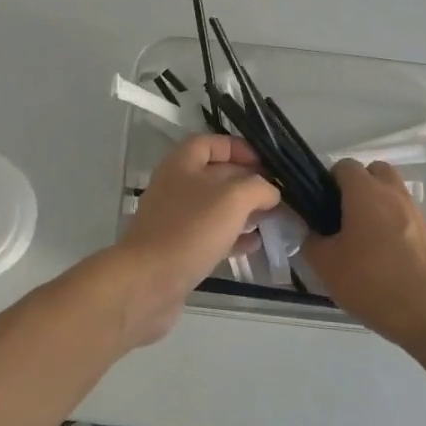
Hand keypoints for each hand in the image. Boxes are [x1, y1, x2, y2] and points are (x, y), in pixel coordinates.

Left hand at [112, 135, 281, 346]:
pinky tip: (254, 245)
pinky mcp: (178, 249)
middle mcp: (175, 187)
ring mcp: (174, 219)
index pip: (211, 143)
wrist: (148, 281)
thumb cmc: (190, 230)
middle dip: (247, 182)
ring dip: (242, 211)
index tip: (266, 163)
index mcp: (182, 164)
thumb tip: (270, 191)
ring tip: (271, 219)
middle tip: (277, 194)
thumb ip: (257, 188)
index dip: (239, 148)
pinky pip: (210, 236)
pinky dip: (232, 237)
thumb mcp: (232, 199)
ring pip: (214, 207)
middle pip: (215, 175)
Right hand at [302, 159, 425, 353]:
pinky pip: (413, 224)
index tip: (322, 204)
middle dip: (362, 184)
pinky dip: (401, 232)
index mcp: (366, 193)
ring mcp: (420, 215)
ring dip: (383, 208)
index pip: (345, 166)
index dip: (330, 180)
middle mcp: (395, 195)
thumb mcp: (326, 266)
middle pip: (378, 171)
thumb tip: (313, 232)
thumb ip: (312, 241)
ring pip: (398, 196)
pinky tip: (393, 263)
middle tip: (347, 215)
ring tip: (369, 242)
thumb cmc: (371, 282)